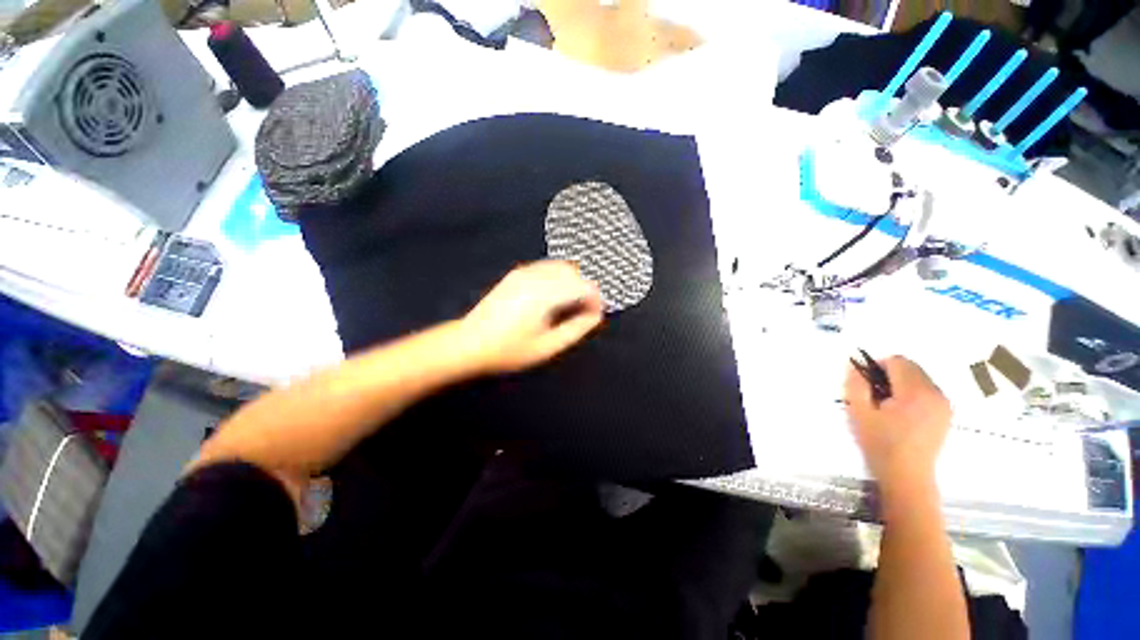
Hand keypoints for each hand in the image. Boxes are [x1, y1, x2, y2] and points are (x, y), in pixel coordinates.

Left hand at [462, 261, 603, 373]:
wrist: (469, 342)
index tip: (594, 315)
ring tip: (571, 305)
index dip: (596, 299)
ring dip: (573, 282)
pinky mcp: (517, 273)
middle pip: (575, 272)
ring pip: (561, 267)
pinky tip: (554, 296)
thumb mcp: (547, 347)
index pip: (584, 286)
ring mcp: (524, 272)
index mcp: (544, 295)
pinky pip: (547, 267)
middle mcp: (536, 276)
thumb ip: (576, 329)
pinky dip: (559, 277)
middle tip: (584, 311)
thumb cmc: (509, 350)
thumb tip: (595, 315)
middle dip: (586, 289)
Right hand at [844, 356, 951, 490]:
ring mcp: (944, 404)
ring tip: (888, 405)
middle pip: (911, 367)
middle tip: (874, 394)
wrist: (907, 475)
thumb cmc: (880, 444)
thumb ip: (856, 384)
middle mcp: (935, 393)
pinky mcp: (946, 413)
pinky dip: (913, 392)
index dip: (877, 366)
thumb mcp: (859, 412)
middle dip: (890, 374)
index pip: (897, 361)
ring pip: (920, 377)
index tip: (866, 383)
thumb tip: (854, 365)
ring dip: (902, 383)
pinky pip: (928, 390)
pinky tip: (902, 412)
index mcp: (915, 392)